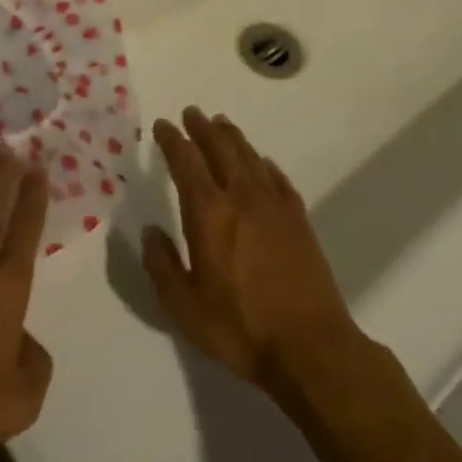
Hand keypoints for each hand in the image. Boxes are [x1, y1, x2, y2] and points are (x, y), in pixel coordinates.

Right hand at [142, 108, 361, 397]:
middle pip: (220, 148)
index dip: (172, 140)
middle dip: (202, 128)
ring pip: (250, 157)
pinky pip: (278, 179)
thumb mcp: (184, 307)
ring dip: (232, 137)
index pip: (186, 161)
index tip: (163, 125)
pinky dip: (265, 164)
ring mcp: (275, 206)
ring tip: (221, 124)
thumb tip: (150, 231)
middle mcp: (241, 197)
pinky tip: (262, 163)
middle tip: (191, 113)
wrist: (311, 348)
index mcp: (208, 213)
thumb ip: (161, 265)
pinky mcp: (299, 220)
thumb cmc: (240, 328)